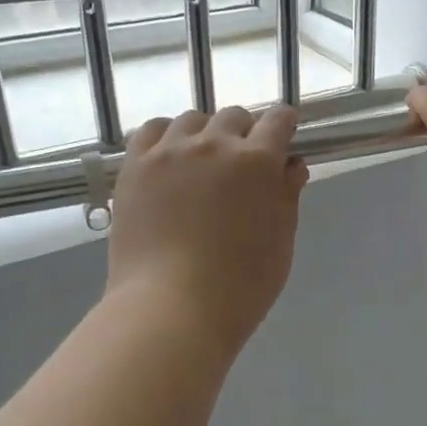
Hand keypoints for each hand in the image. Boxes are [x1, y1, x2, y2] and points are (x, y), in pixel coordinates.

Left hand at [105, 106, 309, 351]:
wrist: (171, 308)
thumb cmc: (240, 285)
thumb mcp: (280, 242)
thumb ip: (288, 196)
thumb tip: (291, 165)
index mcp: (258, 161)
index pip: (278, 120)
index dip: (285, 125)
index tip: (284, 138)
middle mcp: (214, 144)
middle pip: (234, 117)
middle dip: (245, 134)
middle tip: (242, 166)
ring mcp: (170, 152)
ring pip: (192, 120)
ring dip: (205, 134)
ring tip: (202, 163)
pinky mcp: (135, 166)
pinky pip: (152, 131)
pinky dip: (166, 137)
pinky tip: (169, 159)